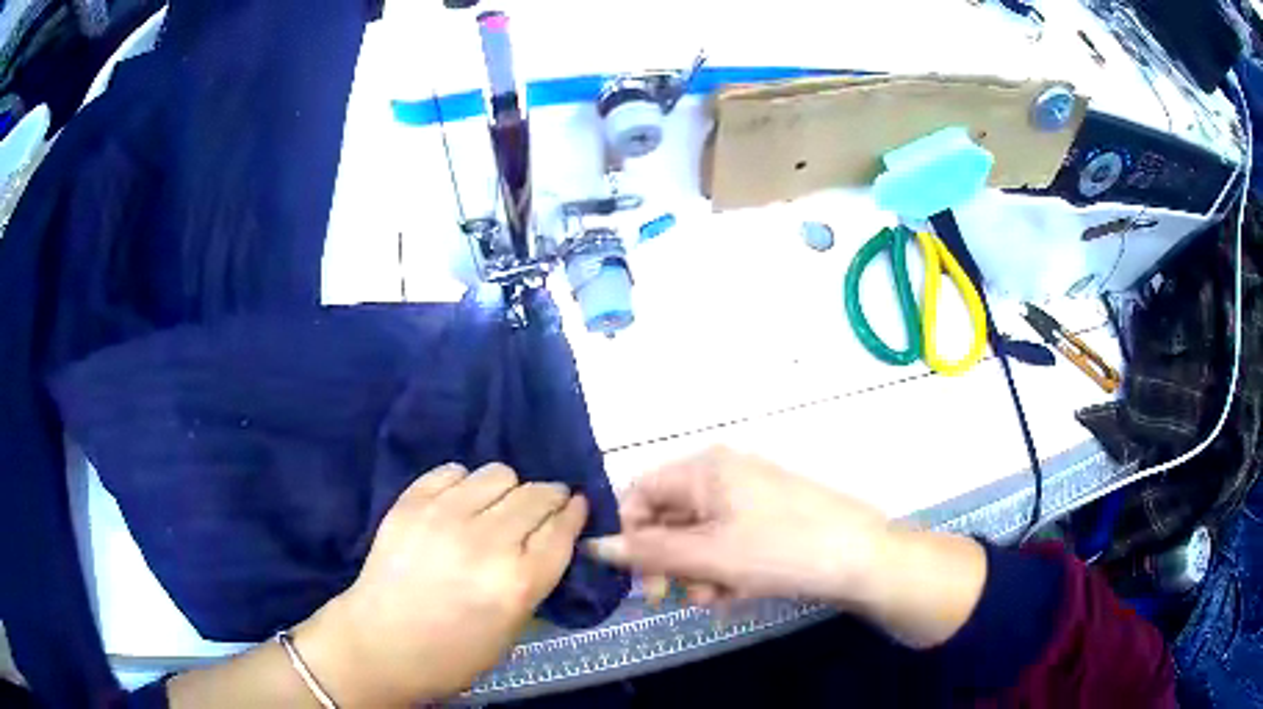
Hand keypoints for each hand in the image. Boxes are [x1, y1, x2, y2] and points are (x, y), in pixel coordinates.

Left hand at [298, 463, 587, 703]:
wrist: (381, 643)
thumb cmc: (454, 651)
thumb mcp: (513, 628)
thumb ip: (536, 577)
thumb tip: (549, 536)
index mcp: (518, 583)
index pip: (562, 529)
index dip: (574, 512)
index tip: (576, 505)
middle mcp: (487, 542)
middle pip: (538, 495)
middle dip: (549, 497)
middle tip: (542, 506)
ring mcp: (445, 516)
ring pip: (499, 473)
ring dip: (507, 489)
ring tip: (496, 506)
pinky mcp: (411, 502)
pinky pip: (453, 470)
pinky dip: (464, 483)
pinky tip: (459, 503)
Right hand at [586, 447, 890, 606]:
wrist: (862, 558)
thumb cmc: (781, 550)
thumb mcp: (708, 555)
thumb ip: (647, 551)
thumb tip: (593, 544)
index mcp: (704, 469)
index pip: (640, 492)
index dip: (630, 533)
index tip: (635, 576)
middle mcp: (722, 474)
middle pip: (669, 517)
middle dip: (667, 561)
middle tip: (671, 597)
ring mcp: (748, 496)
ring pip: (697, 537)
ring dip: (696, 572)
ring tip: (716, 598)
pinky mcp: (767, 519)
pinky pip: (726, 543)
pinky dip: (723, 570)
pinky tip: (737, 592)